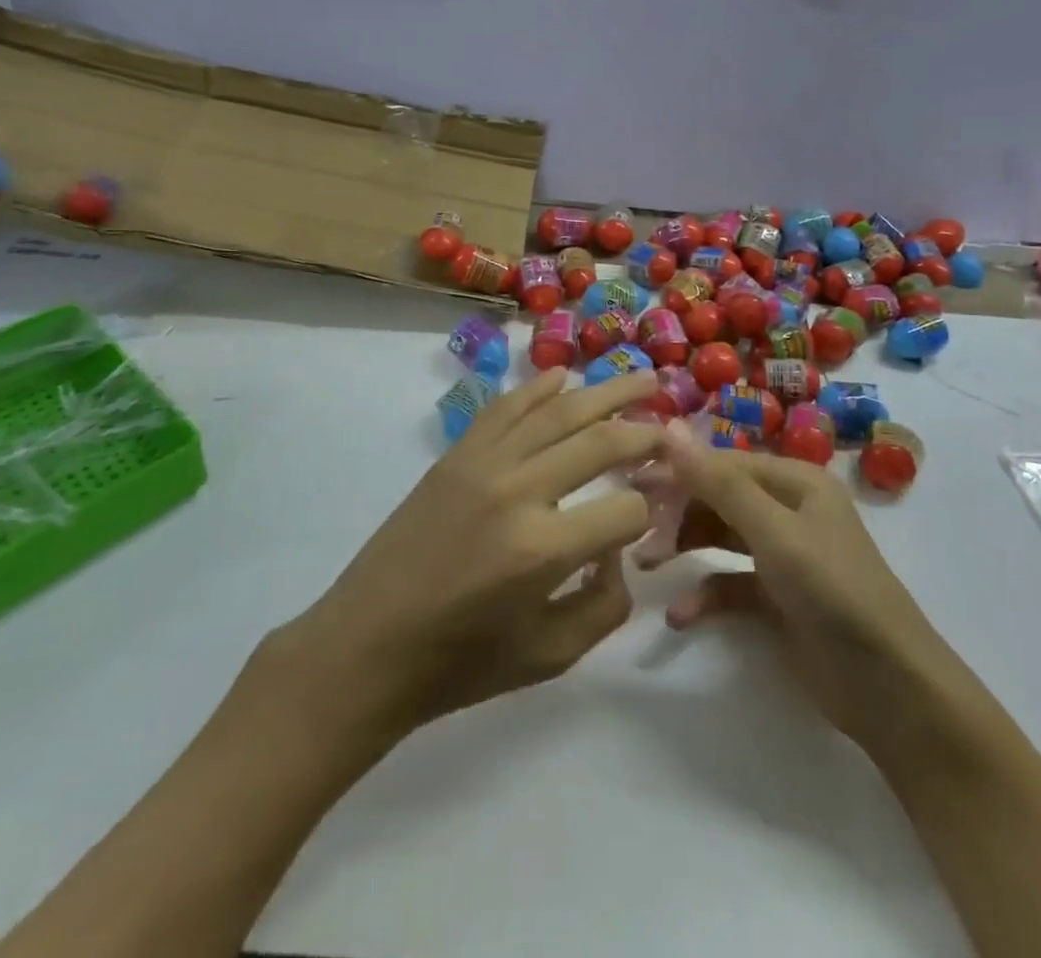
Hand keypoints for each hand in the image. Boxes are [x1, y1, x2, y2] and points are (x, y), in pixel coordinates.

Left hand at [264, 368, 663, 749]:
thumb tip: (619, 546)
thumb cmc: (460, 664)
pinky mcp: (457, 455)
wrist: (367, 646)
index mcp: (544, 549)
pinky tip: (565, 376)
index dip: (651, 509)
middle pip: (599, 442)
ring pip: (557, 411)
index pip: (626, 509)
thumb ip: (605, 603)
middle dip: (644, 430)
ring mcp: (484, 463)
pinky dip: (538, 387)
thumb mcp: (550, 656)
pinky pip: (506, 407)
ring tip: (642, 377)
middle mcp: (518, 491)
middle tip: (672, 420)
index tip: (658, 510)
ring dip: (604, 392)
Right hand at [654, 421, 942, 753]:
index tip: (631, 484)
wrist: (890, 689)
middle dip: (678, 512)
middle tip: (635, 531)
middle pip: (719, 497)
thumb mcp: (774, 532)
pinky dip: (704, 594)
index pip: (723, 463)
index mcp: (795, 481)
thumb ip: (719, 483)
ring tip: (646, 564)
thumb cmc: (833, 591)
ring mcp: (783, 555)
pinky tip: (680, 615)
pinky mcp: (777, 599)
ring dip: (684, 546)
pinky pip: (729, 583)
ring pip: (720, 536)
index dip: (678, 471)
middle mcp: (788, 509)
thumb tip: (671, 428)